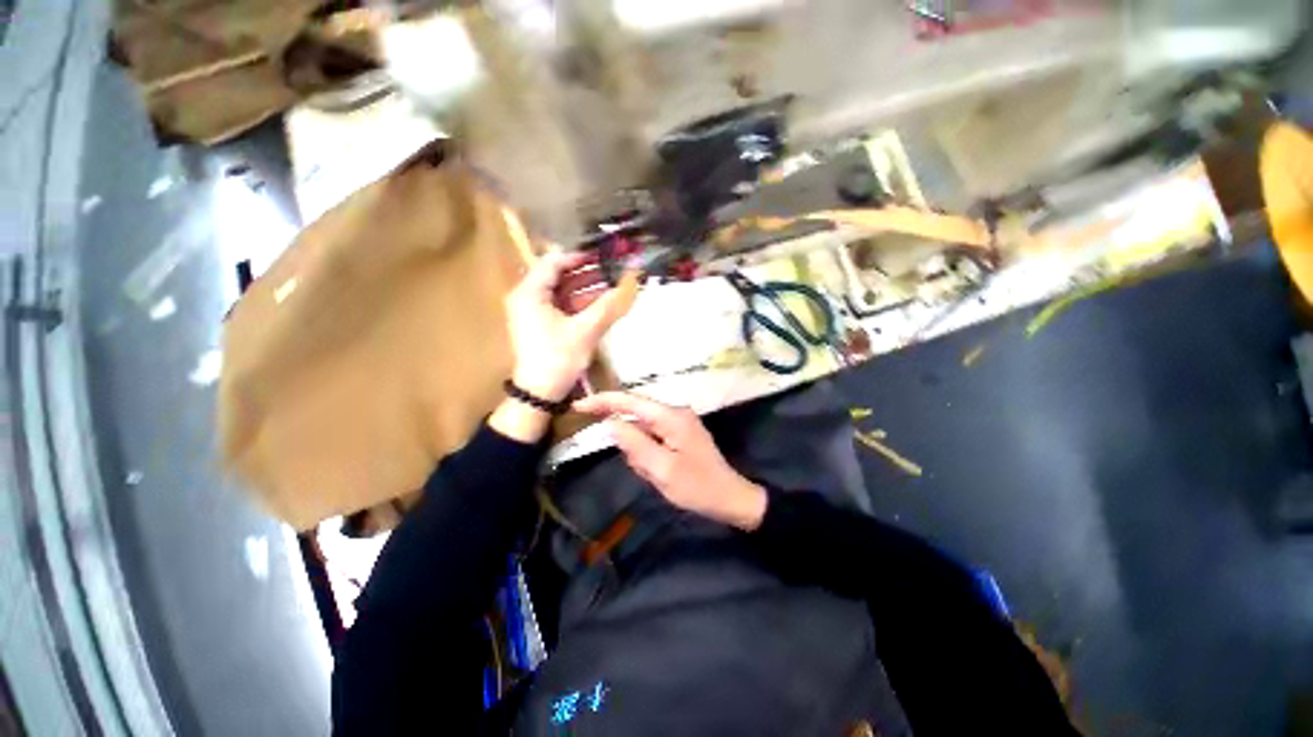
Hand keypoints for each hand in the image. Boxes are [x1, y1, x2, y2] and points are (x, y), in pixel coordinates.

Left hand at [505, 250, 627, 401]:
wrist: (540, 393)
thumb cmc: (558, 358)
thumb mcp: (586, 330)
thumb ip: (608, 305)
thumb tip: (632, 282)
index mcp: (530, 293)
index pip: (554, 262)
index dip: (580, 257)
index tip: (605, 256)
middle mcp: (528, 297)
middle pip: (559, 276)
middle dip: (588, 273)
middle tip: (614, 270)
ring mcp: (534, 311)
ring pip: (563, 292)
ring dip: (587, 289)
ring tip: (614, 285)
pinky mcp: (542, 324)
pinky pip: (563, 306)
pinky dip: (581, 304)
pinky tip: (603, 304)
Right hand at [573, 392, 768, 530]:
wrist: (730, 498)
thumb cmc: (697, 487)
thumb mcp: (662, 470)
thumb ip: (634, 444)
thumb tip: (611, 423)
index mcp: (671, 417)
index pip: (630, 401)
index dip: (603, 401)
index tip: (579, 406)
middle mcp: (675, 413)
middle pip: (636, 416)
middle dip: (629, 441)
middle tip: (641, 467)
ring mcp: (678, 423)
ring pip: (643, 431)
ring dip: (640, 452)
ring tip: (657, 475)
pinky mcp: (679, 434)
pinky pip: (653, 439)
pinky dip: (649, 455)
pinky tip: (661, 473)